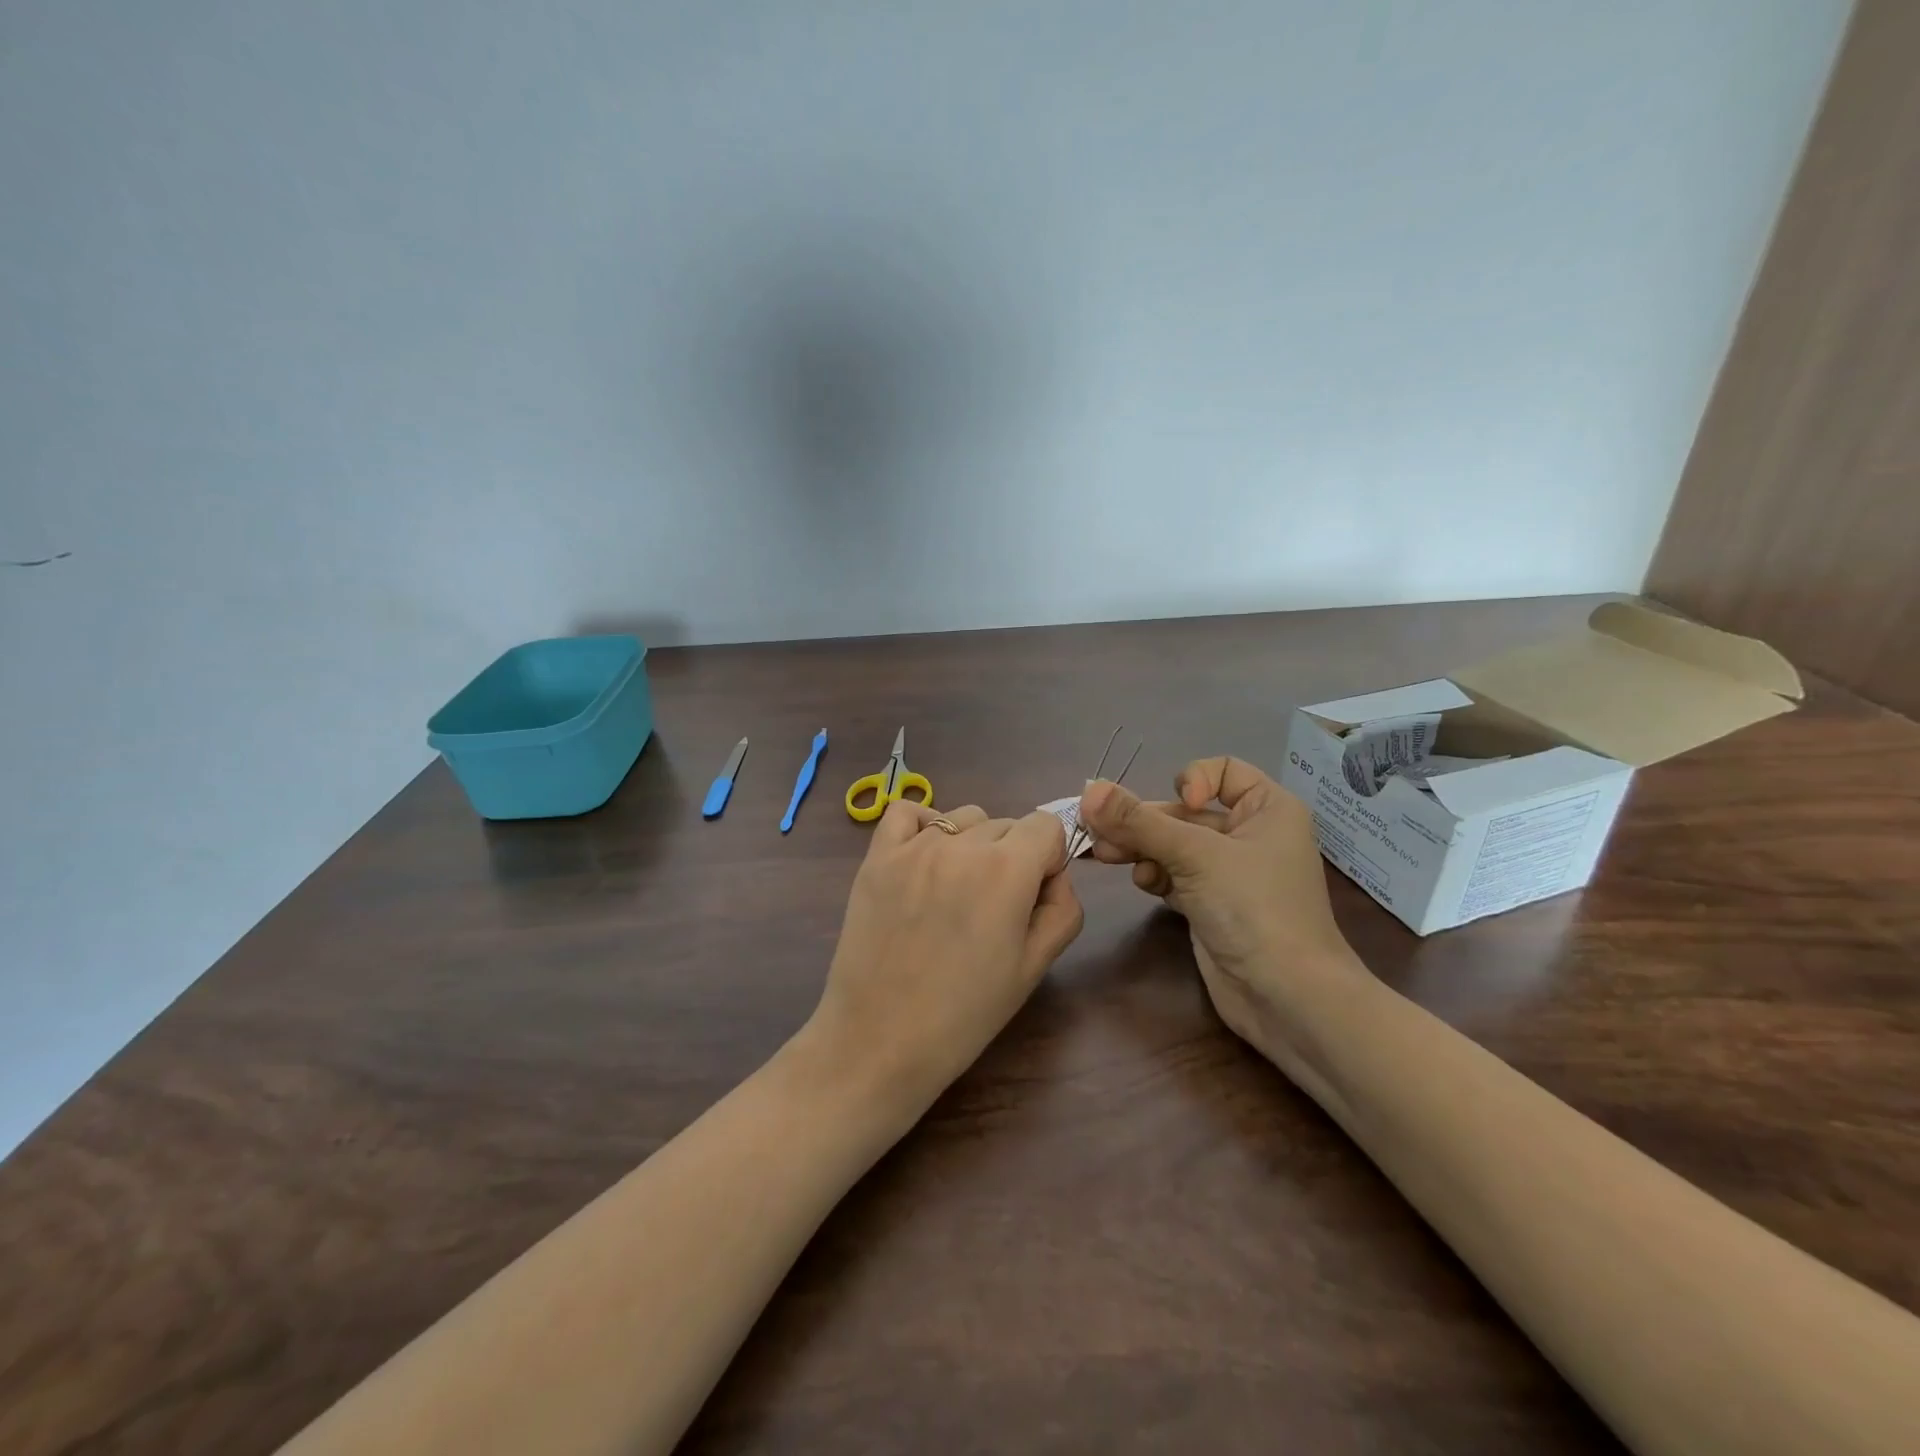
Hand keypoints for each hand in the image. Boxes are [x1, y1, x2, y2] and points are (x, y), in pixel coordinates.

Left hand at [808, 801, 1083, 1112]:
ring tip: (955, 892)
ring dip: (971, 843)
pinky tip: (924, 860)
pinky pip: (907, 812)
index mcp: (1008, 870)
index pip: (1047, 825)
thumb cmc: (965, 1014)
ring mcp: (914, 846)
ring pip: (963, 818)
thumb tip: (1053, 875)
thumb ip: (1062, 909)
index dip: (1049, 859)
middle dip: (1013, 856)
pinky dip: (923, 825)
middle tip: (993, 909)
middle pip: (1006, 824)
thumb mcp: (1035, 968)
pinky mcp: (877, 856)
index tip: (1033, 895)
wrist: (880, 1041)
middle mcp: (962, 844)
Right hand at [1078, 756, 1366, 1058]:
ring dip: (1140, 847)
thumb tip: (1088, 789)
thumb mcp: (1195, 856)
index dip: (1193, 779)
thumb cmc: (1254, 908)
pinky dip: (1155, 875)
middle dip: (1144, 821)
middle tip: (1098, 831)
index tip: (1179, 803)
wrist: (1287, 998)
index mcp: (1267, 809)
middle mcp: (1250, 835)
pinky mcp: (1211, 905)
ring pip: (1174, 845)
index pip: (1223, 771)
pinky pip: (1174, 875)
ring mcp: (1229, 873)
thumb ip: (1138, 822)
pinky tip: (1143, 884)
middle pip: (1185, 812)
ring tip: (1105, 857)